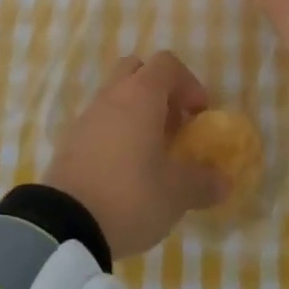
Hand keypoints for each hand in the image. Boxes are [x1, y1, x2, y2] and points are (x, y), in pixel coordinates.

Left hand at [42, 51, 226, 258]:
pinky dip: (114, 132)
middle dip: (158, 90)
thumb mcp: (176, 194)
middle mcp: (113, 94)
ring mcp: (88, 115)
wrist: (63, 224)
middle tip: (171, 124)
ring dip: (135, 112)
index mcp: (142, 94)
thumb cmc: (130, 195)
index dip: (188, 83)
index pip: (168, 64)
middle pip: (137, 70)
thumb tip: (225, 180)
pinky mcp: (70, 140)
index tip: (198, 115)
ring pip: (116, 95)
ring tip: (148, 152)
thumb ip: (203, 182)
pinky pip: (99, 121)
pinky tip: (122, 169)